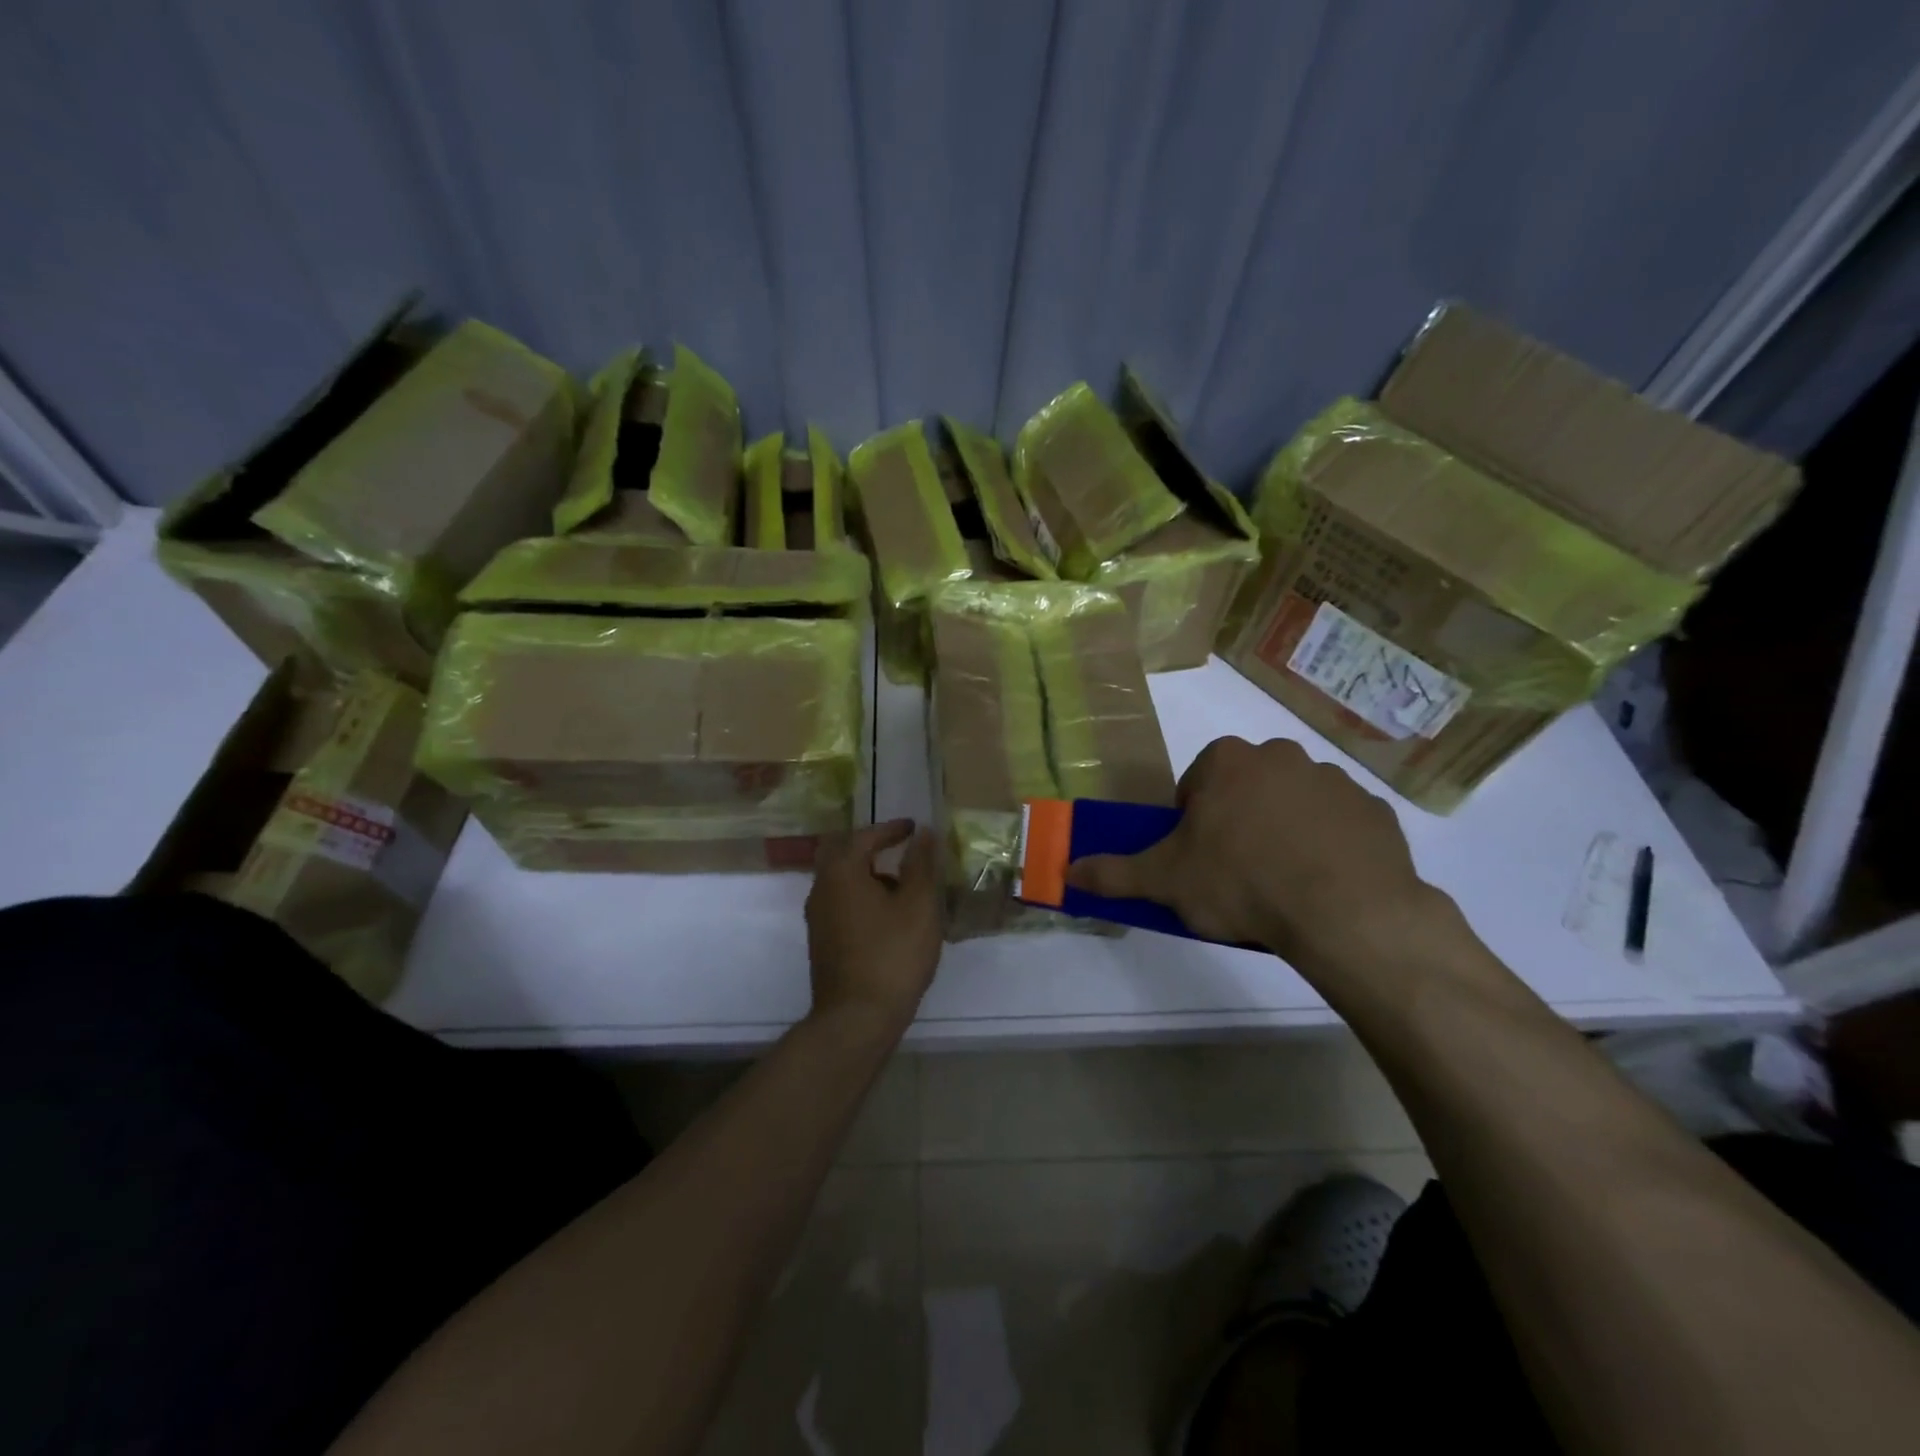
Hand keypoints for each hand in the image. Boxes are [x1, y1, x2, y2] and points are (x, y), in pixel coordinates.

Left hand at [805, 820, 943, 1034]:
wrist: (857, 1018)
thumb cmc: (893, 955)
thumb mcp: (918, 905)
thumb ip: (921, 865)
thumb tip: (923, 834)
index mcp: (842, 872)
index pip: (865, 836)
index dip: (891, 829)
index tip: (914, 828)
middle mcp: (821, 888)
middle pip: (842, 853)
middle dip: (870, 846)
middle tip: (898, 846)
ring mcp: (817, 917)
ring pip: (840, 879)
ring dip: (867, 872)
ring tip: (902, 885)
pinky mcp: (822, 941)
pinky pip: (840, 902)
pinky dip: (861, 895)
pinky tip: (887, 914)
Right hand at [1067, 737, 1446, 986]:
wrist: (1345, 912)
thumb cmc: (1241, 882)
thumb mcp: (1165, 881)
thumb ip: (1114, 873)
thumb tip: (1066, 870)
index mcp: (1227, 761)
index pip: (1196, 783)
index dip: (1191, 822)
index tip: (1197, 859)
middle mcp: (1281, 756)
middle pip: (1245, 789)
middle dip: (1237, 823)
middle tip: (1235, 873)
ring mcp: (1333, 780)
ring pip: (1292, 804)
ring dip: (1283, 832)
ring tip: (1282, 885)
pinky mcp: (1374, 811)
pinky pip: (1338, 825)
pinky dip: (1327, 847)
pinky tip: (1323, 885)